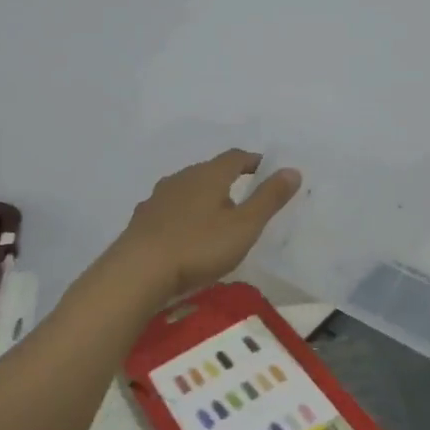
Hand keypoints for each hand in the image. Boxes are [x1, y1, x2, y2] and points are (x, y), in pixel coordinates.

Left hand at [107, 149, 302, 305]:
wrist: (138, 271)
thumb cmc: (198, 246)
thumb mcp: (244, 226)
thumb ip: (269, 198)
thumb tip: (292, 170)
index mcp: (209, 175)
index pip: (235, 157)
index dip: (253, 161)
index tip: (266, 170)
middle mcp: (182, 178)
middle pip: (209, 172)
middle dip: (228, 181)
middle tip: (244, 200)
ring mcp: (158, 198)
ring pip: (187, 191)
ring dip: (203, 199)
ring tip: (216, 220)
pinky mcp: (142, 220)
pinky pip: (170, 210)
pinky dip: (183, 217)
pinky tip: (185, 236)